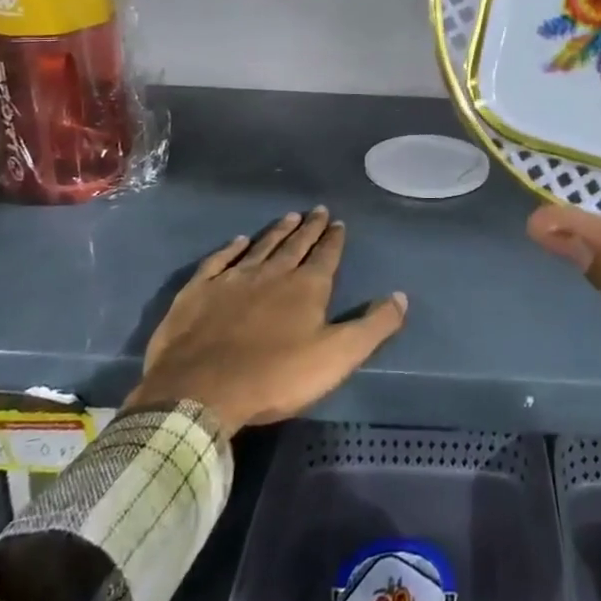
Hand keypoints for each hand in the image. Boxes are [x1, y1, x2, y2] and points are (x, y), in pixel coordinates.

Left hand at [128, 208, 406, 433]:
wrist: (201, 390)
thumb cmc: (275, 376)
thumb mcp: (337, 356)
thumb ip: (373, 326)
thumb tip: (401, 296)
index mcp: (306, 287)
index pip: (326, 256)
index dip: (334, 239)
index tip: (338, 222)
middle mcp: (272, 274)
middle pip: (295, 245)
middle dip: (309, 228)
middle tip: (317, 210)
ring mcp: (232, 280)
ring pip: (261, 247)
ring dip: (276, 232)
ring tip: (288, 217)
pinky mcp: (199, 292)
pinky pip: (218, 262)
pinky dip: (230, 249)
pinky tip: (237, 241)